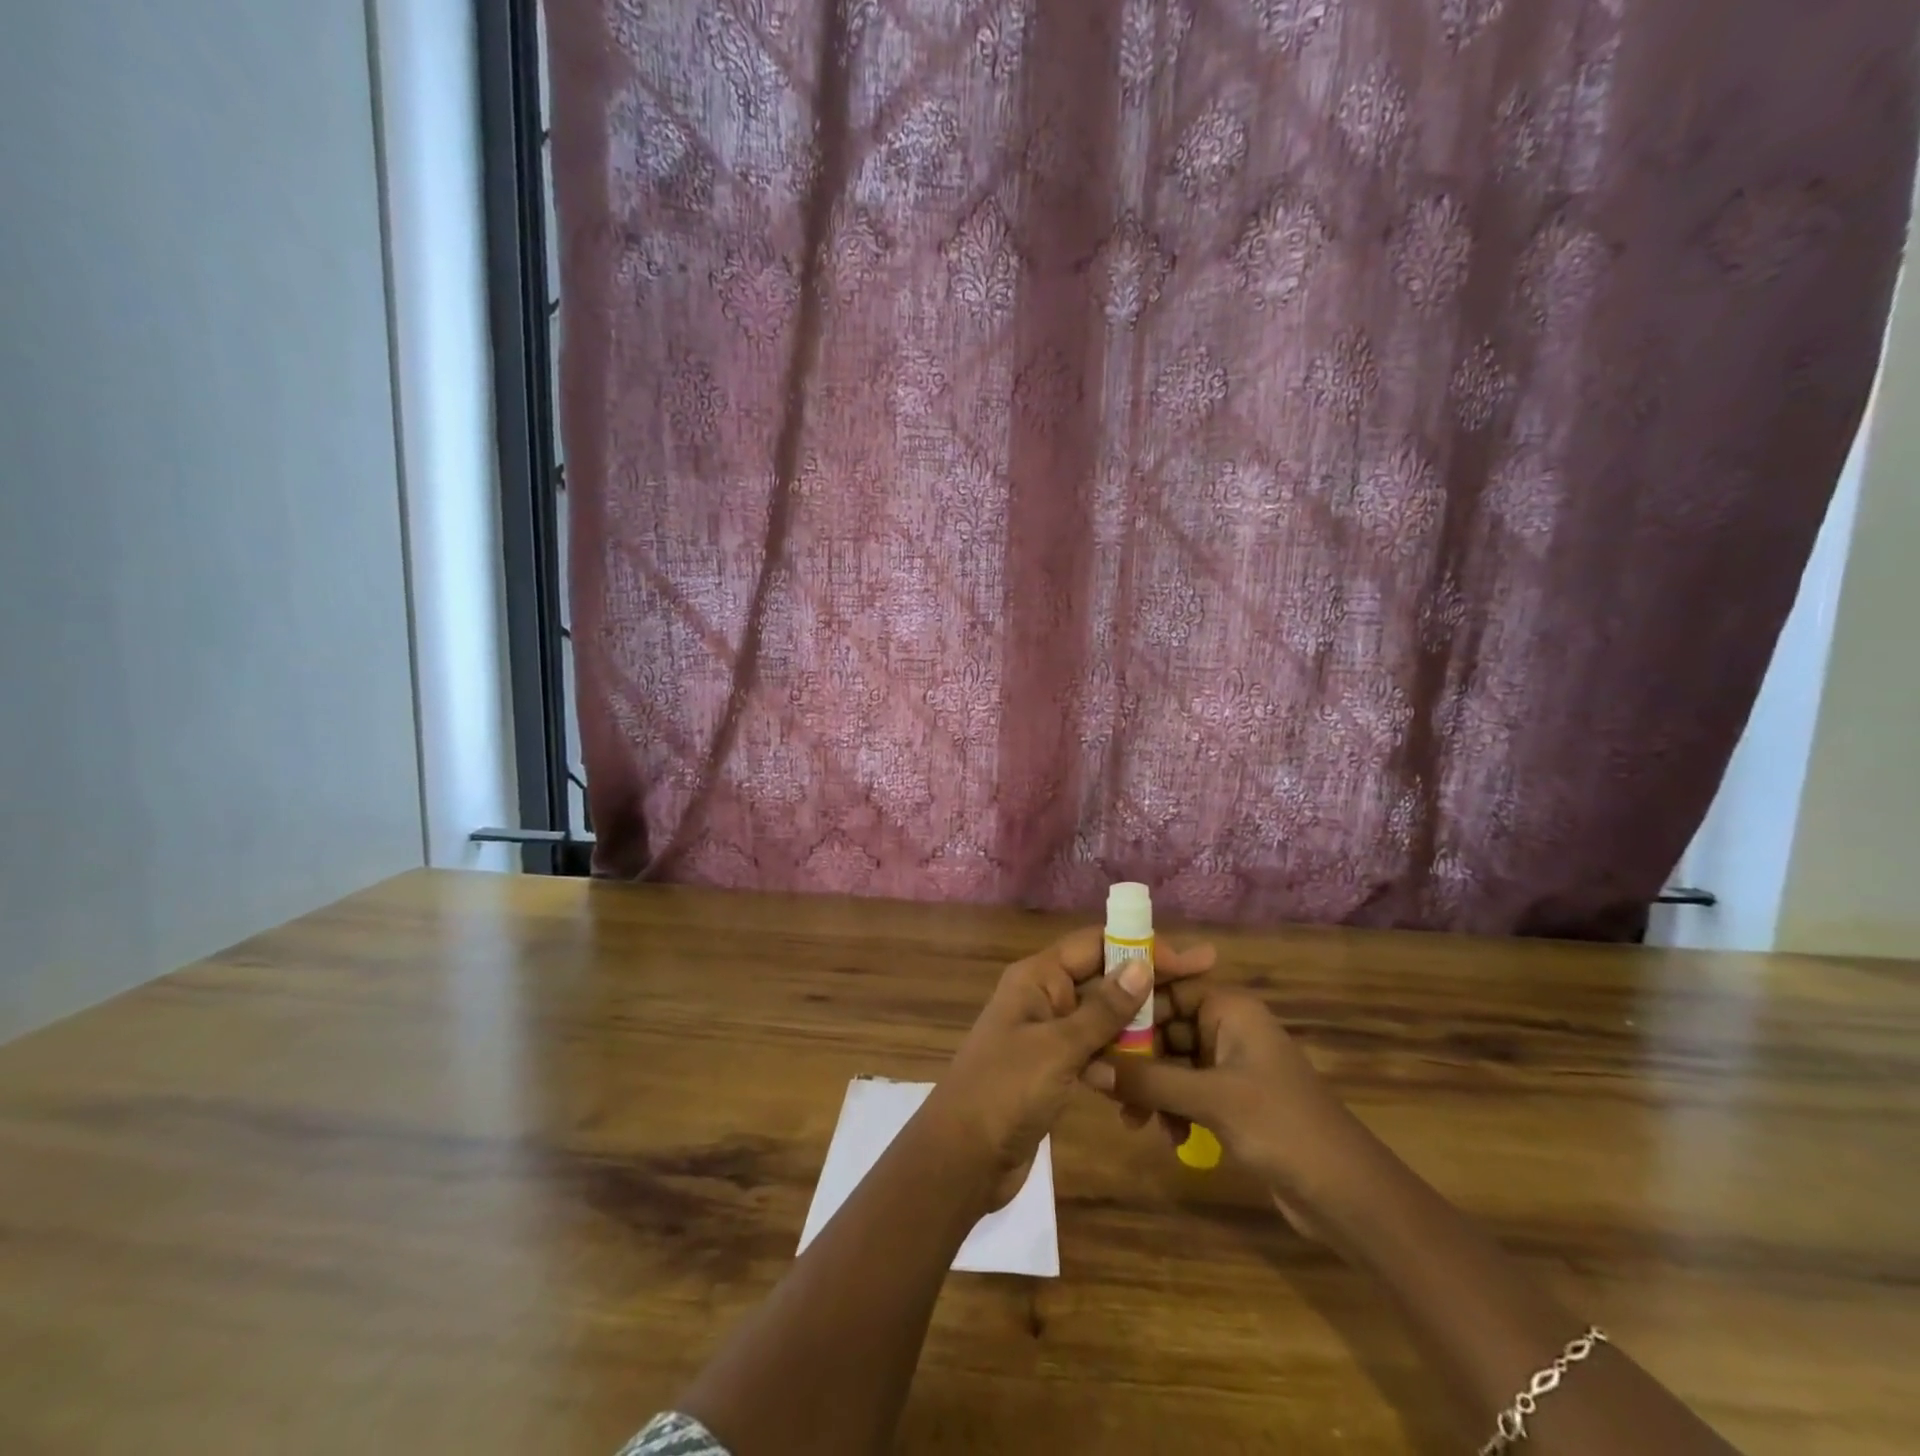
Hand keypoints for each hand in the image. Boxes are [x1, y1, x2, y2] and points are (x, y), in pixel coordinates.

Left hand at [930, 927, 1215, 1207]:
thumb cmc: (1006, 1090)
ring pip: (1102, 1019)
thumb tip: (1142, 966)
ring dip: (1137, 1030)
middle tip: (1200, 994)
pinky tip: (1148, 1081)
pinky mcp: (1052, 1068)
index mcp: (1037, 977)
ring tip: (1182, 1039)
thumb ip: (1102, 1010)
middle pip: (1103, 979)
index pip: (1096, 944)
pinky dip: (1119, 1062)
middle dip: (1148, 987)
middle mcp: (1043, 996)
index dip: (1143, 946)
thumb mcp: (1058, 1047)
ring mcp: (1047, 1034)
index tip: (1193, 959)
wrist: (962, 1158)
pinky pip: (1094, 1052)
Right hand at [1086, 978, 1357, 1203]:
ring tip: (1133, 1121)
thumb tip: (1085, 1066)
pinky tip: (1168, 1137)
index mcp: (1229, 1008)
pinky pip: (1186, 1091)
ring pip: (1171, 1062)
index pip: (1167, 985)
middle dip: (1135, 1056)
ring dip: (1151, 1088)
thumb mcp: (1209, 1099)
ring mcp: (1230, 1065)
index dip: (1130, 1001)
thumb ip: (1147, 1080)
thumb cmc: (1281, 1126)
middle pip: (1165, 1026)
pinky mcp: (1232, 1100)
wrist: (1348, 1196)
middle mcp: (1227, 1027)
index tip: (1093, 1023)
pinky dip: (1172, 1109)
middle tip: (1103, 1083)